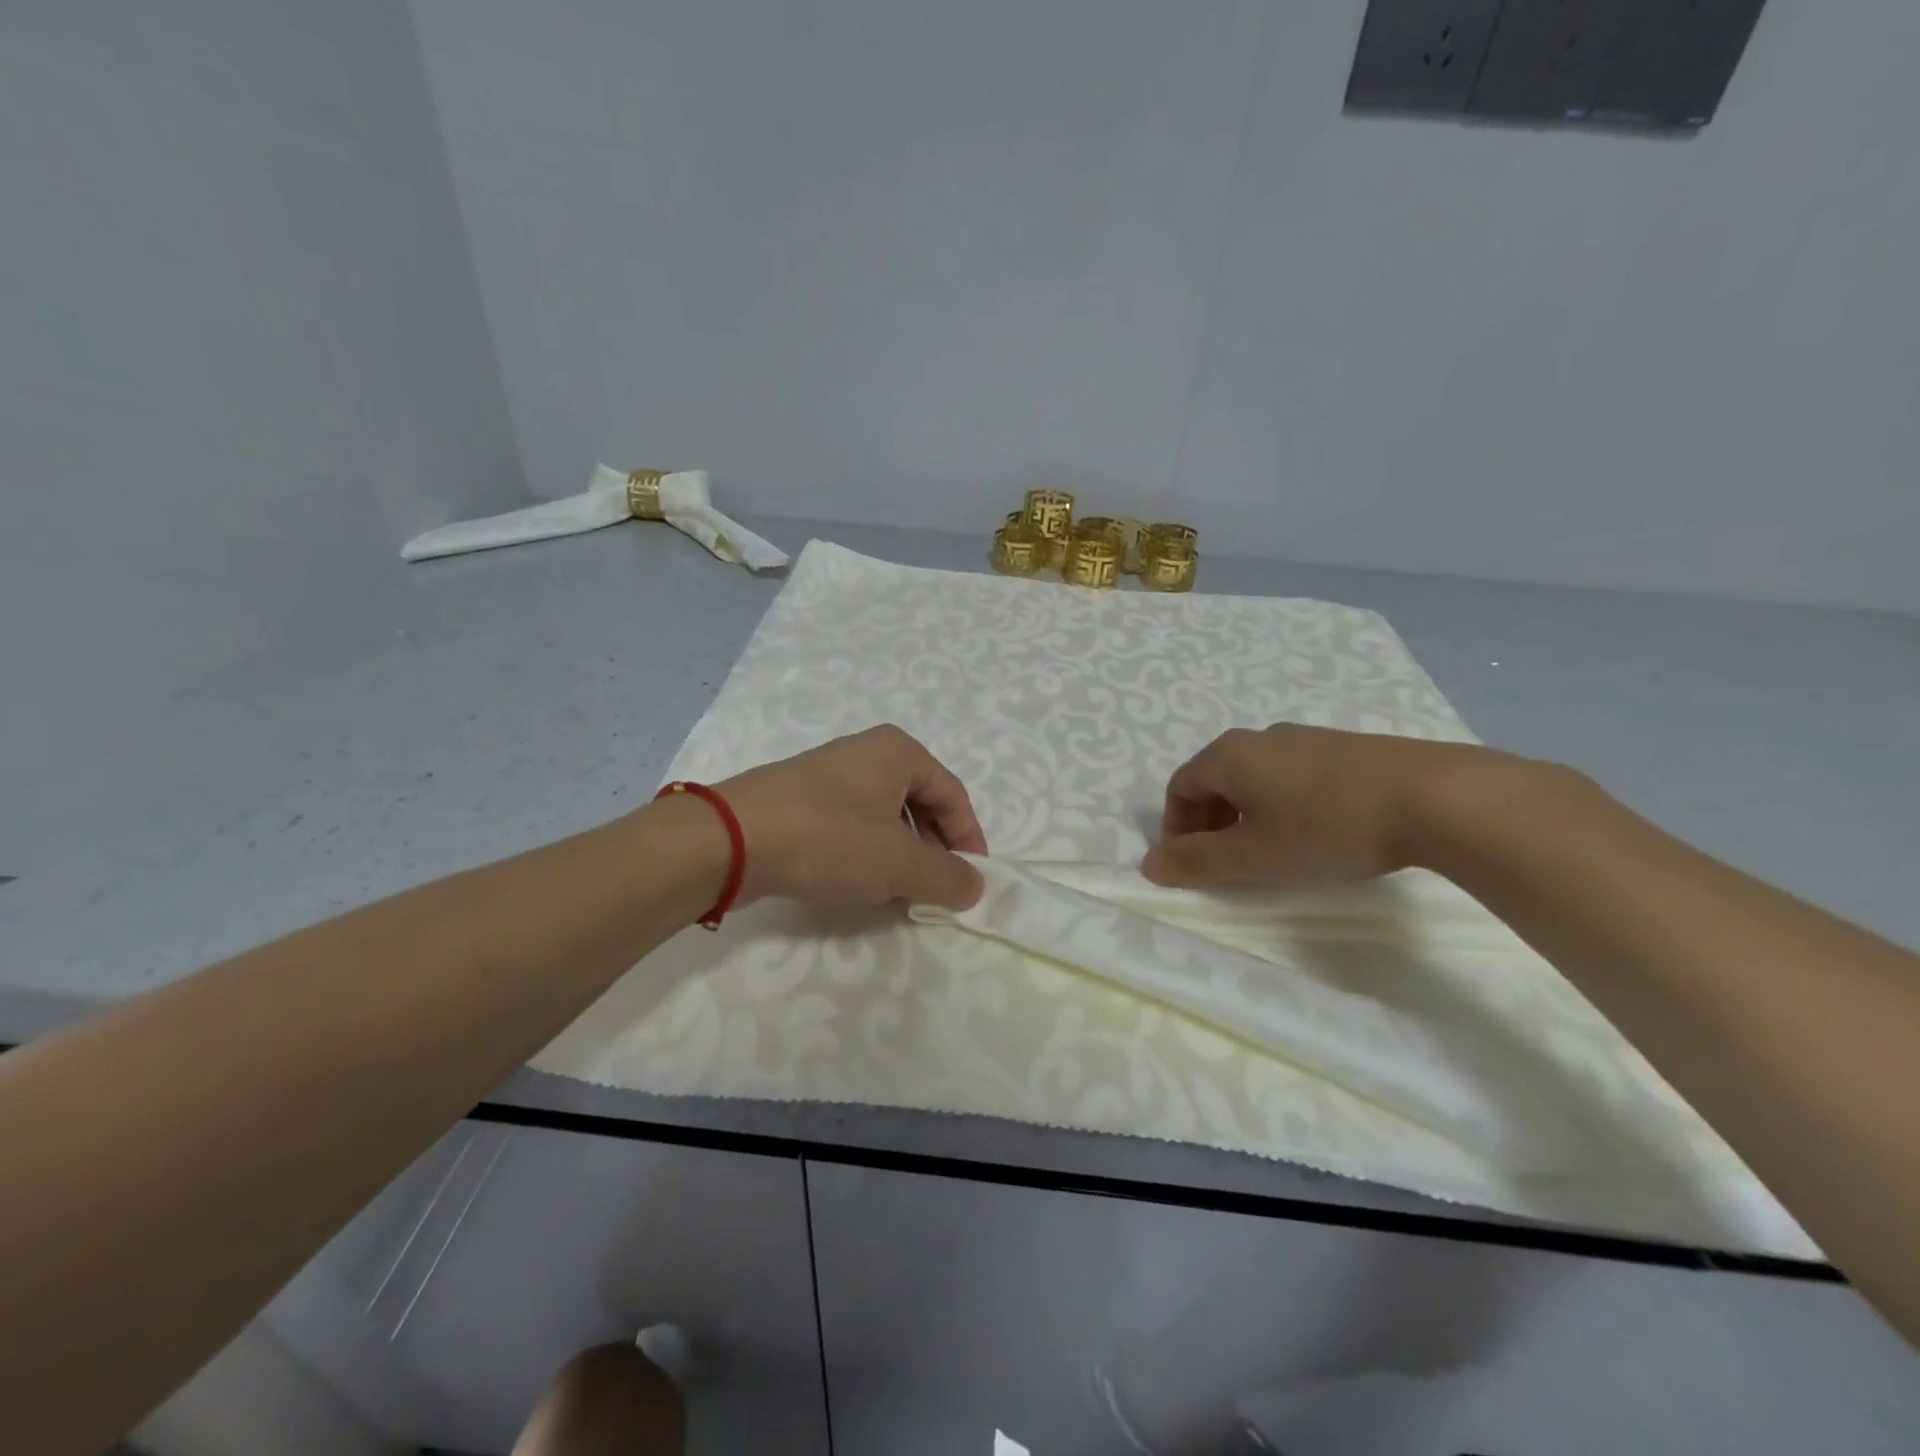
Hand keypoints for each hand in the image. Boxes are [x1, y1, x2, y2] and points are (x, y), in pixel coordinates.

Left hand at [718, 725, 988, 910]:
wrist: (728, 839)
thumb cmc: (828, 839)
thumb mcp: (899, 863)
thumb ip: (947, 876)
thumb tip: (976, 885)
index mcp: (898, 752)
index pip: (954, 794)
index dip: (969, 839)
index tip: (971, 881)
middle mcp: (866, 753)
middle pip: (921, 804)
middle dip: (933, 849)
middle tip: (936, 890)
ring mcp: (829, 775)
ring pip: (885, 818)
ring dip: (901, 856)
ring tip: (899, 893)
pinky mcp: (800, 800)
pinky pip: (852, 826)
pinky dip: (867, 854)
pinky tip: (858, 885)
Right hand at [1141, 724, 1492, 889]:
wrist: (1434, 797)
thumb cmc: (1326, 828)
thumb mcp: (1253, 856)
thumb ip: (1196, 862)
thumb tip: (1149, 865)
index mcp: (1229, 756)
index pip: (1179, 789)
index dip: (1176, 831)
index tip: (1192, 869)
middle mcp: (1260, 738)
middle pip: (1215, 782)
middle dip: (1210, 826)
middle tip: (1228, 867)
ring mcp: (1305, 739)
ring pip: (1255, 780)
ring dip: (1247, 818)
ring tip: (1272, 855)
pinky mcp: (1343, 749)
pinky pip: (1291, 777)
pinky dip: (1283, 807)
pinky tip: (1315, 835)